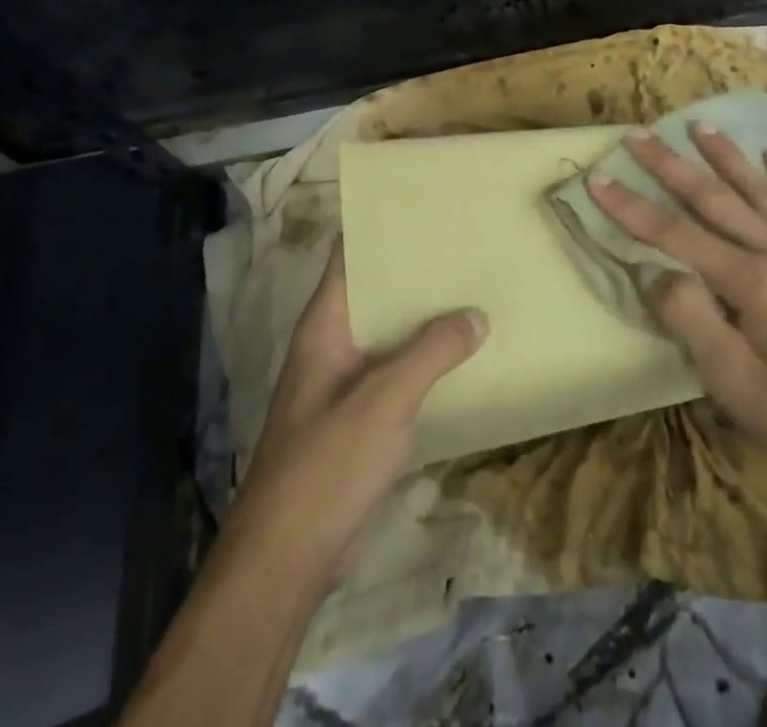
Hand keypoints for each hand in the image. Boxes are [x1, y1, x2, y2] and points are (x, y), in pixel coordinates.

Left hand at [230, 245, 486, 586]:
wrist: (289, 557)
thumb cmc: (328, 462)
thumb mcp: (386, 398)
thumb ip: (432, 352)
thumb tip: (477, 314)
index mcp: (325, 325)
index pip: (349, 258)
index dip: (380, 230)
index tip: (423, 208)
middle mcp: (332, 345)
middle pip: (375, 294)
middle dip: (415, 273)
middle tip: (464, 246)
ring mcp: (343, 384)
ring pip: (388, 335)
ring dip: (423, 319)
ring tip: (472, 291)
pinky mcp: (357, 419)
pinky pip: (395, 373)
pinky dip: (424, 361)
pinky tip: (460, 356)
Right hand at [588, 124, 766, 498]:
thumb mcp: (735, 384)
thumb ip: (692, 321)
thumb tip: (655, 273)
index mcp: (751, 282)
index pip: (676, 235)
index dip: (632, 208)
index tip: (599, 180)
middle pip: (716, 199)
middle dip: (671, 166)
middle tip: (639, 136)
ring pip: (763, 192)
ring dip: (728, 157)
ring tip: (700, 126)